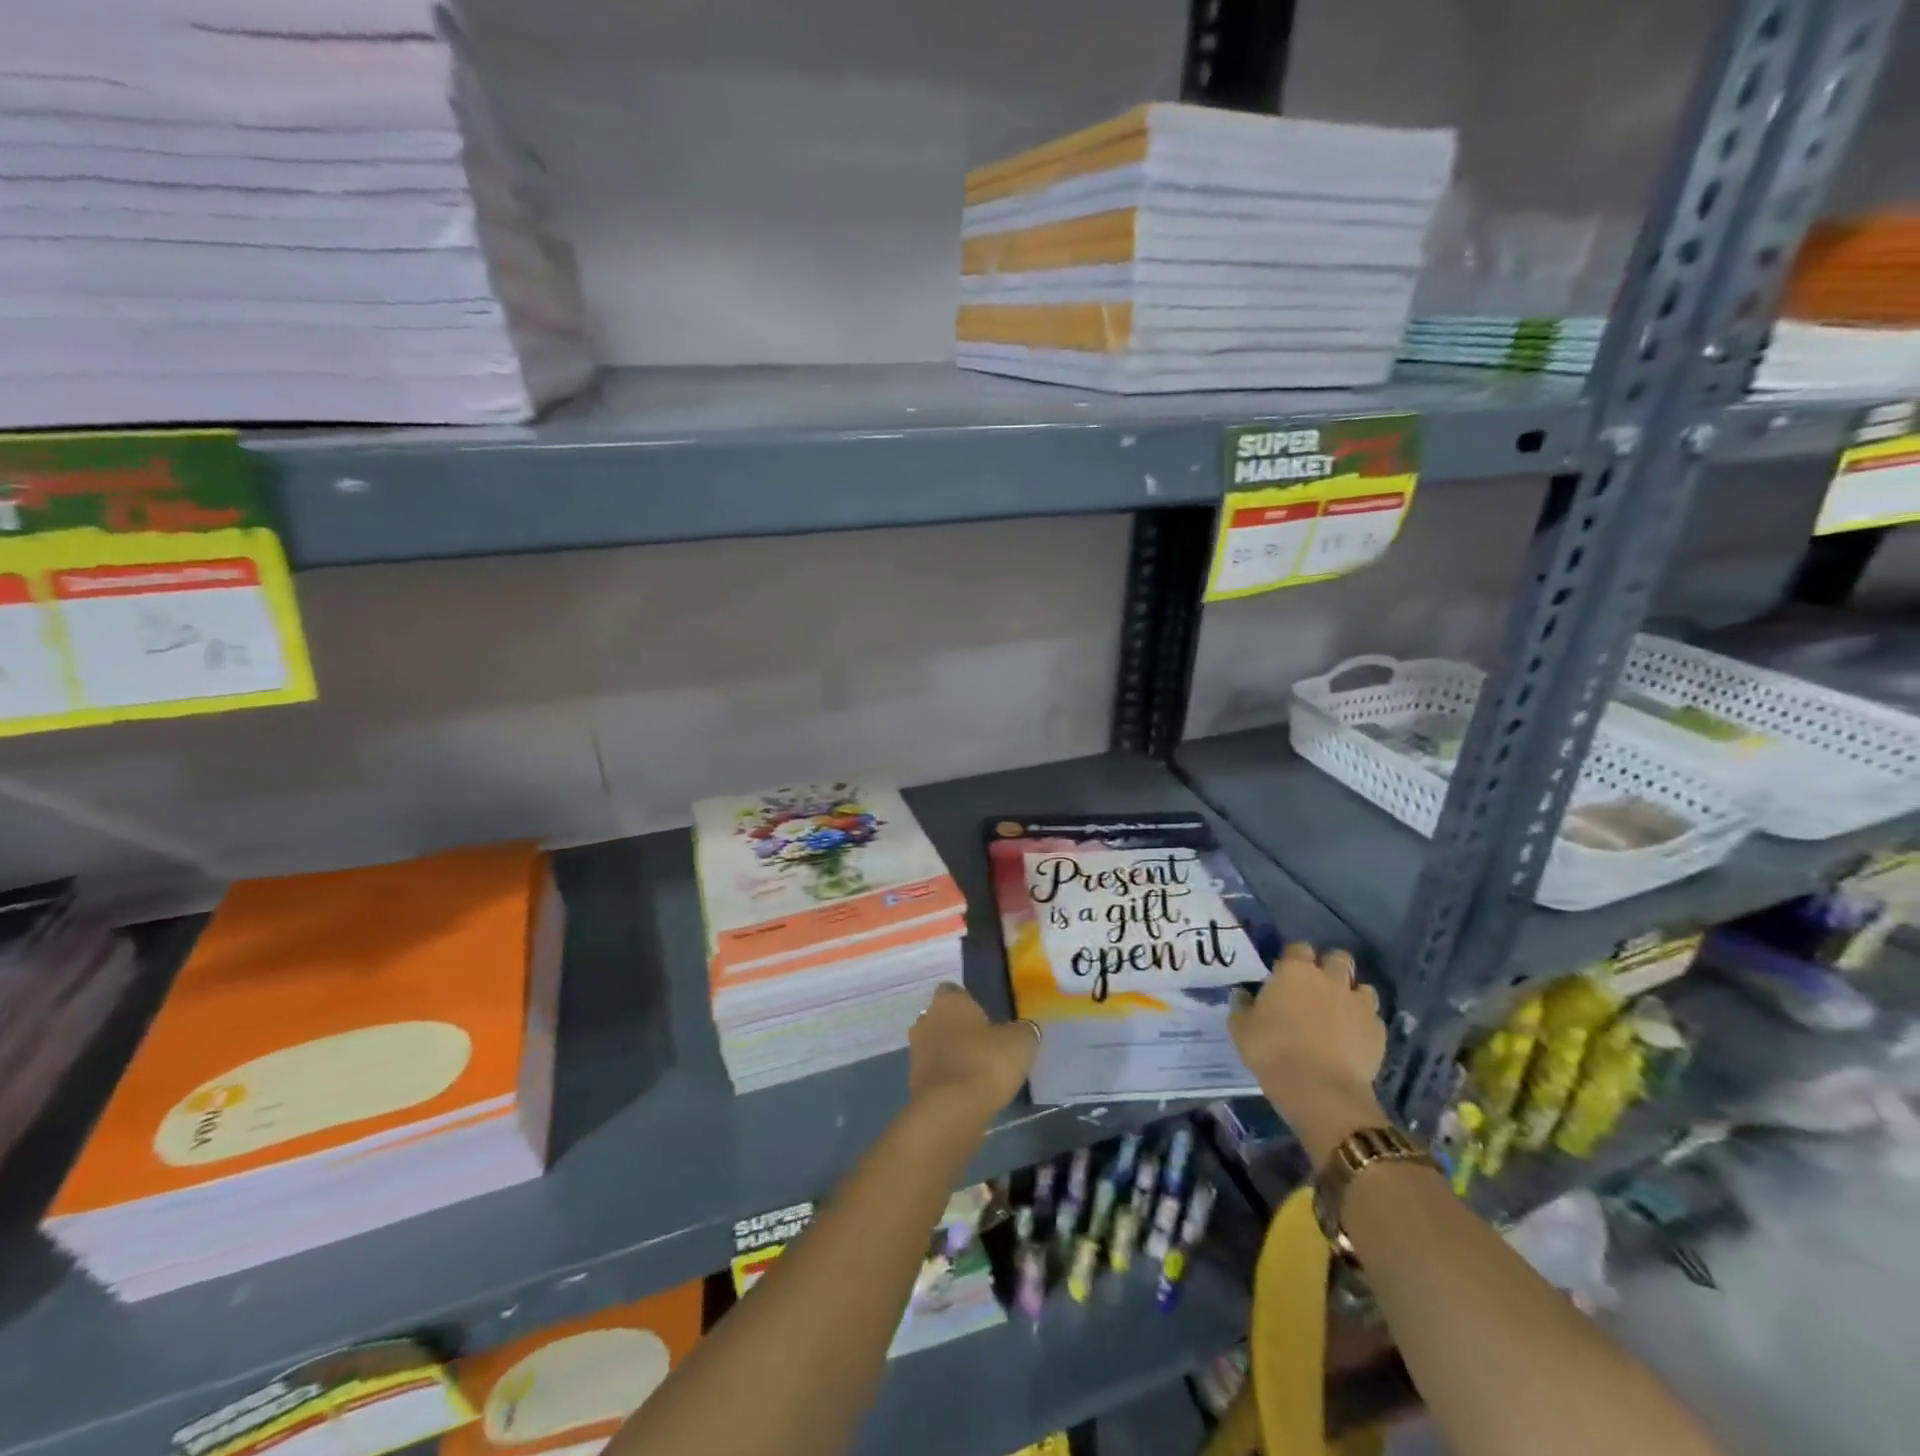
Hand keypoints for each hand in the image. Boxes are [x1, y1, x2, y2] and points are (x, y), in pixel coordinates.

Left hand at [907, 983, 1038, 1127]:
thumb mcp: (1020, 1042)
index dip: (971, 1002)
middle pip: (943, 1018)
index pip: (955, 991)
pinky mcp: (913, 1081)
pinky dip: (949, 1078)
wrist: (950, 1111)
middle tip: (987, 1044)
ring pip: (938, 1045)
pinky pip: (935, 1072)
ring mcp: (916, 1051)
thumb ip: (1023, 1030)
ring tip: (980, 1070)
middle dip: (960, 1029)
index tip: (989, 1017)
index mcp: (948, 1000)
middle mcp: (926, 1019)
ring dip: (953, 1054)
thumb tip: (1023, 1029)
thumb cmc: (985, 1063)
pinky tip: (969, 1090)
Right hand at [1229, 942, 1388, 1161]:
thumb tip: (1244, 995)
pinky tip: (1352, 1039)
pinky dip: (1363, 1023)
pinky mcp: (1378, 1031)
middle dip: (1330, 967)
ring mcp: (1359, 1004)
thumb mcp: (1241, 1028)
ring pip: (1362, 987)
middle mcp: (1330, 979)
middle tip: (1316, 988)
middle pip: (1338, 958)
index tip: (1284, 975)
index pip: (1298, 948)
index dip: (1293, 958)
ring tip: (1339, 1013)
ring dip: (1351, 995)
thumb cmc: (1273, 1051)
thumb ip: (1242, 1005)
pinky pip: (1373, 1018)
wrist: (1321, 1090)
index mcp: (1295, 971)